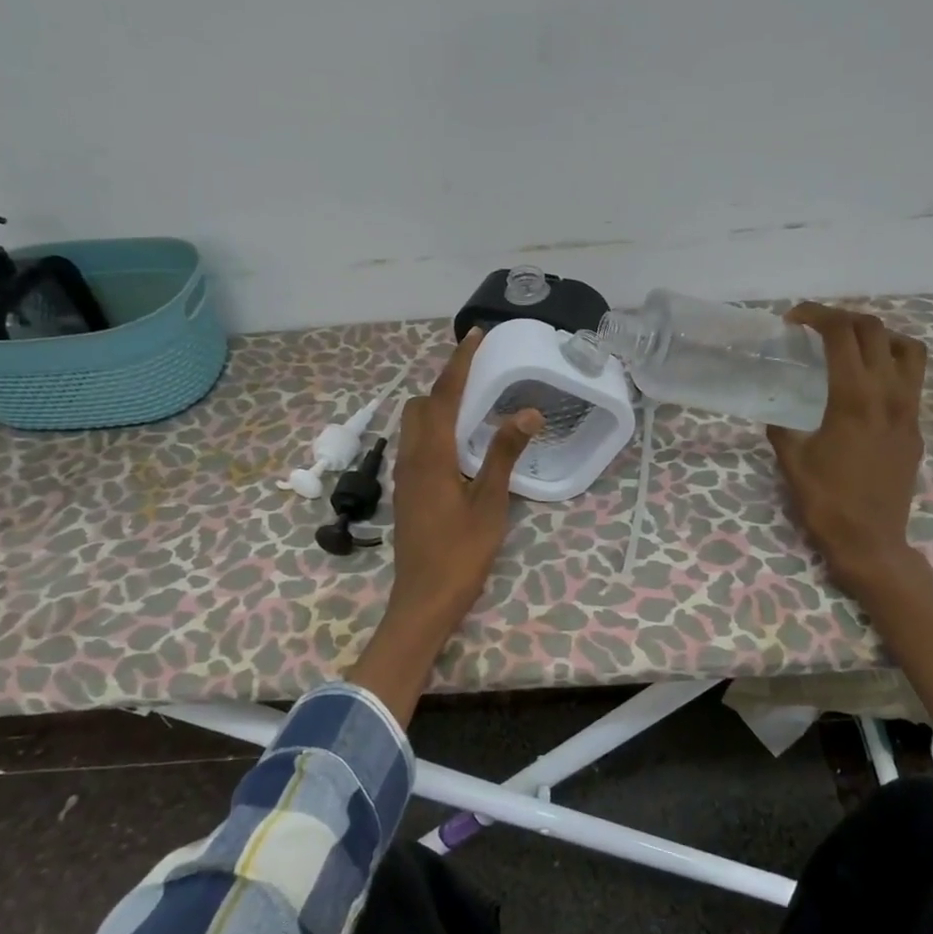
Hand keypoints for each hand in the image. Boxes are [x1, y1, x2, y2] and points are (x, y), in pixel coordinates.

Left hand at [387, 330, 543, 632]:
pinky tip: (461, 444)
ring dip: (438, 405)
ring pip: (414, 424)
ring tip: (473, 403)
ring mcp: (405, 475)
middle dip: (446, 381)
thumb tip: (527, 412)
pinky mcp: (407, 491)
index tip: (474, 335)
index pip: (445, 395)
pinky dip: (435, 428)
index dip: (460, 362)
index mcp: (432, 455)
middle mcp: (412, 457)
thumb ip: (505, 454)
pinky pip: (417, 444)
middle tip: (479, 374)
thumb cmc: (461, 552)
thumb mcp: (490, 503)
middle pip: (421, 404)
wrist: (424, 599)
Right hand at [767, 304, 929, 609]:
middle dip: (842, 317)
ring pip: (907, 347)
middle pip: (874, 330)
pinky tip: (866, 382)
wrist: (871, 541)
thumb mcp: (791, 460)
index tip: (793, 320)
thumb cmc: (826, 502)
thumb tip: (777, 411)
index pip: (841, 334)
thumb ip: (782, 427)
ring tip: (851, 346)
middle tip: (815, 327)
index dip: (816, 315)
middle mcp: (889, 395)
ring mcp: (910, 410)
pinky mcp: (916, 427)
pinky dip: (890, 362)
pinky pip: (912, 377)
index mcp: (854, 398)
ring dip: (877, 335)